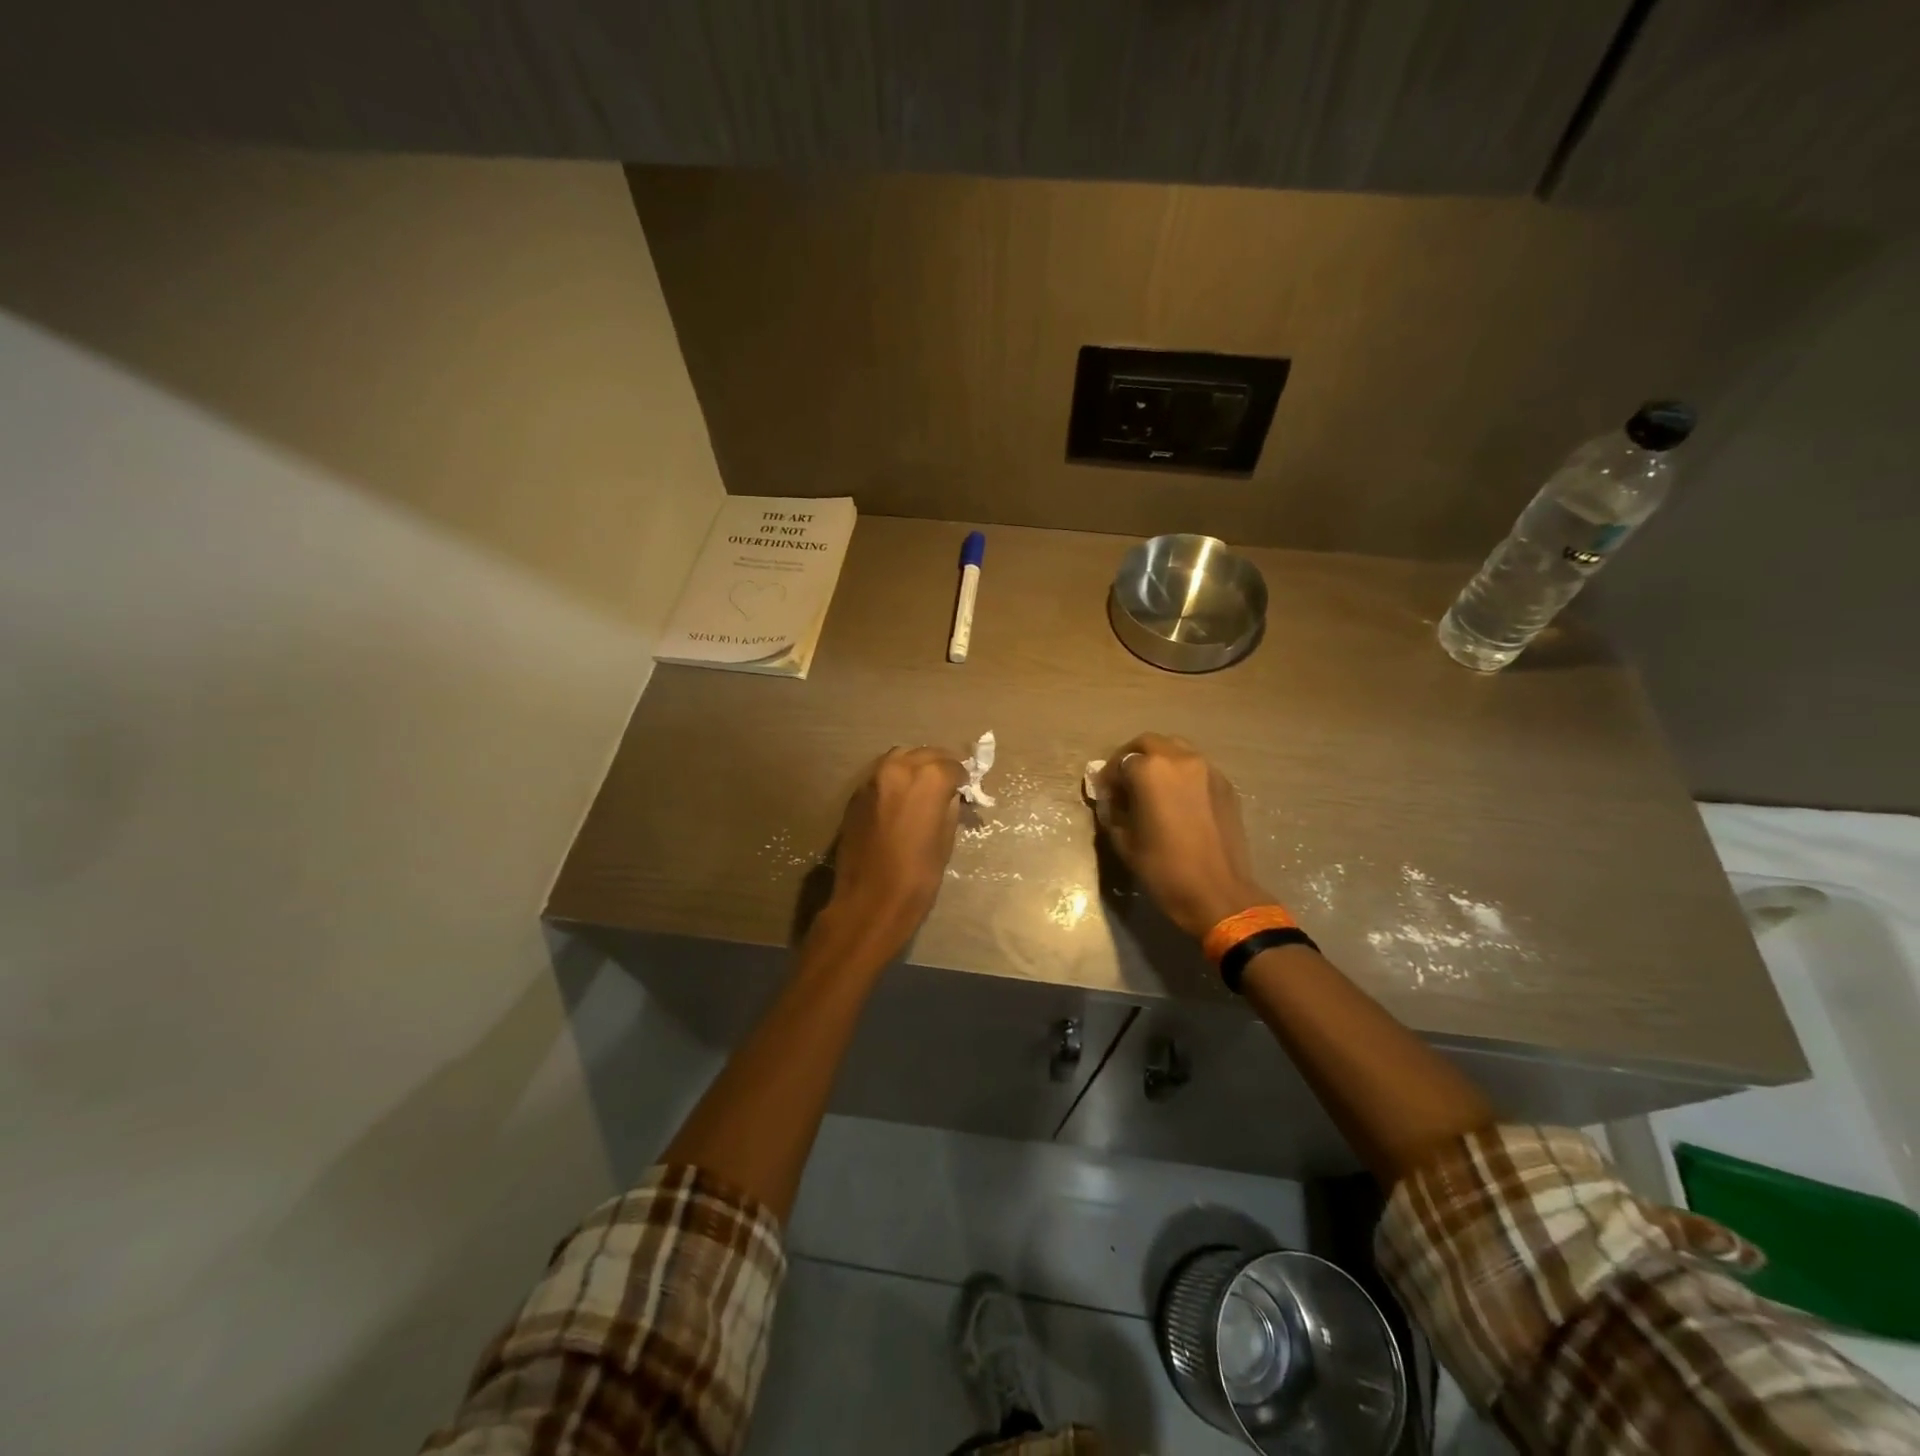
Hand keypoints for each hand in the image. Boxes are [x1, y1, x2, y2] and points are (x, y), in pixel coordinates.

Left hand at [823, 746, 966, 952]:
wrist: (869, 901)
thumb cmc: (917, 876)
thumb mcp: (945, 841)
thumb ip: (949, 809)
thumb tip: (950, 796)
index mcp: (928, 779)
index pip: (952, 765)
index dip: (962, 778)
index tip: (966, 789)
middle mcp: (899, 768)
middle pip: (925, 754)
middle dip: (939, 766)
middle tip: (948, 785)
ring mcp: (873, 778)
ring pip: (900, 757)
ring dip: (915, 766)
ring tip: (924, 788)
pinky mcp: (856, 794)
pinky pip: (881, 774)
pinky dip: (895, 778)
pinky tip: (901, 798)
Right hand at [1097, 733, 1269, 938]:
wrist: (1218, 893)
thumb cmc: (1163, 869)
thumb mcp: (1124, 841)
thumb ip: (1113, 811)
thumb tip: (1112, 800)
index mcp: (1150, 771)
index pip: (1120, 762)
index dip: (1109, 778)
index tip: (1106, 796)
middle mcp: (1180, 760)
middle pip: (1148, 743)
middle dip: (1132, 758)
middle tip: (1124, 783)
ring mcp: (1208, 770)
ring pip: (1176, 750)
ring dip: (1159, 761)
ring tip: (1152, 789)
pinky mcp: (1225, 785)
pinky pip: (1197, 768)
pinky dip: (1181, 775)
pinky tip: (1177, 800)